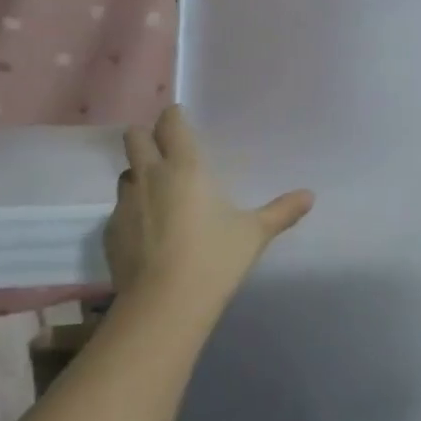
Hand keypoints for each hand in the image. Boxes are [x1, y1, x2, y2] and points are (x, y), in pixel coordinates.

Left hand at [103, 107, 313, 301]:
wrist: (165, 303)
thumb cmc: (215, 258)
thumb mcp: (255, 233)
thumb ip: (281, 211)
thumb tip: (309, 196)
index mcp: (185, 167)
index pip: (171, 123)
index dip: (175, 116)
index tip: (183, 120)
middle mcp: (149, 176)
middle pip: (135, 137)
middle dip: (148, 136)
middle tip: (168, 151)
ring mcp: (124, 204)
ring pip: (126, 173)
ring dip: (140, 175)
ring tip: (161, 194)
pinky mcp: (110, 231)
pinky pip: (120, 209)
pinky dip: (135, 212)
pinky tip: (151, 233)